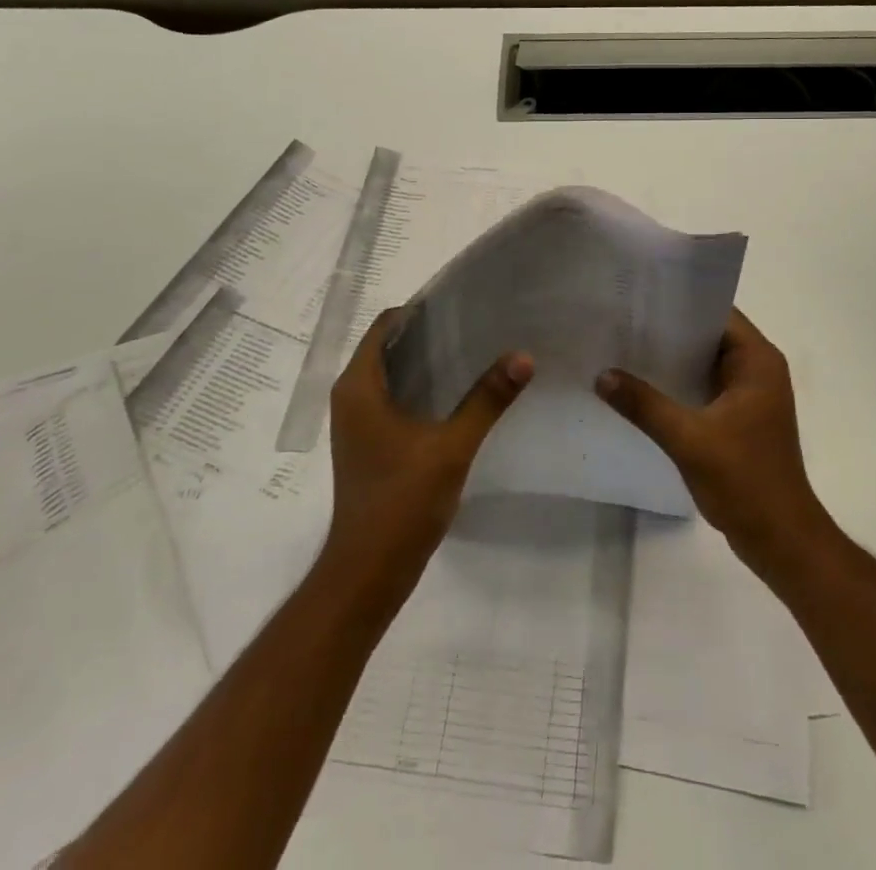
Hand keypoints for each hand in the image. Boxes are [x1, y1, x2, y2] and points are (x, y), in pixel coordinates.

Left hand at [319, 310, 533, 612]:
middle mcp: (351, 397)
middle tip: (477, 323)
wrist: (368, 572)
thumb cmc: (400, 501)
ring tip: (474, 350)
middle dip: (430, 332)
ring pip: (392, 373)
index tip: (462, 303)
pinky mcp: (369, 442)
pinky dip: (421, 386)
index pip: (385, 325)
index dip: (420, 309)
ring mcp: (358, 422)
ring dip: (427, 360)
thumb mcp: (451, 447)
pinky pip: (394, 397)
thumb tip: (524, 356)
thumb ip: (487, 399)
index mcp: (359, 386)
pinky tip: (458, 392)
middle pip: (389, 346)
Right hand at [596, 309, 831, 574]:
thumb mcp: (689, 439)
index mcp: (758, 361)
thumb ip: (645, 405)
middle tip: (621, 320)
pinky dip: (677, 384)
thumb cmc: (745, 480)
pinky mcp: (739, 418)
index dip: (679, 302)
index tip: (638, 297)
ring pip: (703, 362)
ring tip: (622, 347)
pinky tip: (641, 387)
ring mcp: (748, 395)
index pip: (717, 312)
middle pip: (708, 335)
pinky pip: (703, 387)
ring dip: (670, 359)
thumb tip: (601, 375)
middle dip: (667, 330)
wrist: (780, 539)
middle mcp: (757, 369)